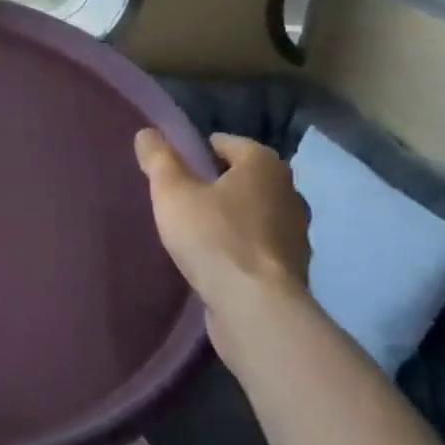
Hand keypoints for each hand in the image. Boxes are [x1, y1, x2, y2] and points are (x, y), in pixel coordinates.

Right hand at [135, 130, 311, 368]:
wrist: (258, 312)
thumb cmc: (214, 238)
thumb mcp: (172, 191)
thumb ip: (158, 158)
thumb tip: (147, 132)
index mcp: (264, 163)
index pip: (223, 143)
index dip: (195, 154)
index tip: (173, 174)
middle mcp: (289, 191)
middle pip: (241, 178)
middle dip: (214, 187)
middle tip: (181, 202)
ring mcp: (297, 233)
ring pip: (253, 214)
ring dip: (229, 220)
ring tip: (195, 235)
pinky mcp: (294, 271)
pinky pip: (259, 248)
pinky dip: (241, 250)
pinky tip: (216, 264)